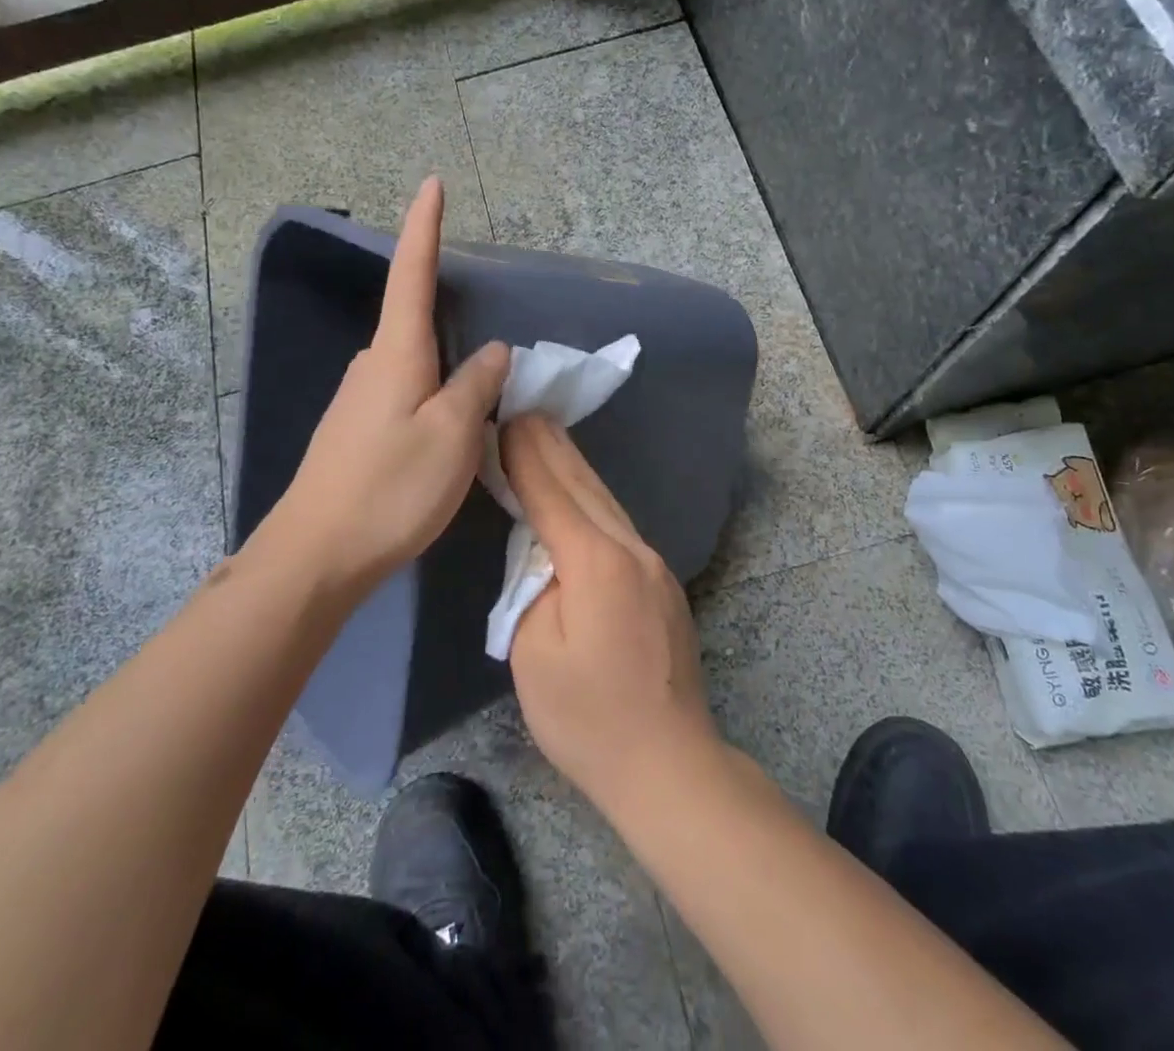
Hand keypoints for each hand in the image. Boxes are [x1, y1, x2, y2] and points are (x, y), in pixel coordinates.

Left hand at [263, 178, 509, 594]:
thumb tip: (493, 352)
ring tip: (473, 420)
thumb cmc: (391, 488)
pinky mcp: (354, 432)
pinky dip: (430, 403)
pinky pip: (402, 397)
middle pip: (416, 325)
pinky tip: (440, 443)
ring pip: (414, 368)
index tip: (431, 184)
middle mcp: (372, 365)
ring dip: (445, 377)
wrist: (315, 557)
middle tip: (490, 370)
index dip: (423, 227)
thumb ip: (477, 385)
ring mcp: (358, 400)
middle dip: (451, 327)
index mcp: (397, 354)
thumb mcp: (453, 435)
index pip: (412, 274)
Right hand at [503, 414, 720, 812]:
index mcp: (595, 562)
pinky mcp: (663, 583)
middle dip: (551, 446)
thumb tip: (543, 555)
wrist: (667, 762)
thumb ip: (533, 587)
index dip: (524, 456)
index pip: (551, 492)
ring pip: (606, 502)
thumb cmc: (588, 718)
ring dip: (573, 467)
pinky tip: (580, 493)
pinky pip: (619, 526)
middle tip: (525, 412)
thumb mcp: (534, 653)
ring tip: (548, 437)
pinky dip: (592, 500)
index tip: (505, 420)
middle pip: (584, 485)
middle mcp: (631, 549)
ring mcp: (654, 564)